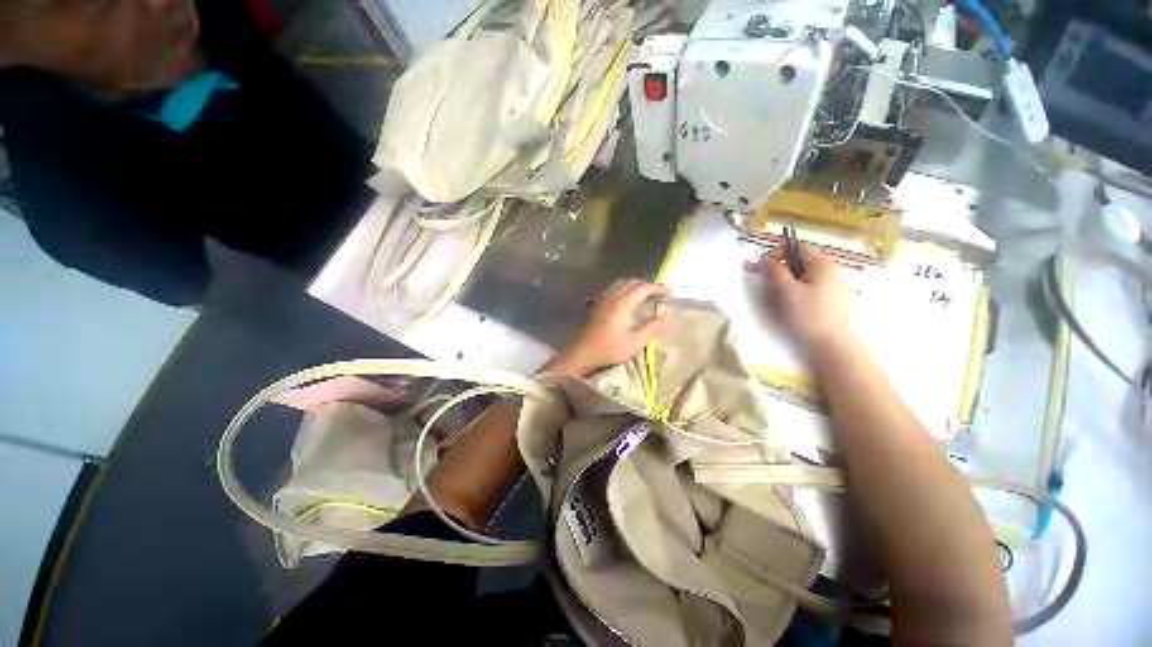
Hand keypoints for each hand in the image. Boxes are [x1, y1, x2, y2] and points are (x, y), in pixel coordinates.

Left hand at [546, 279, 671, 376]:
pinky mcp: (597, 303)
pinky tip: (628, 302)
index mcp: (623, 303)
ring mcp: (603, 297)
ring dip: (636, 287)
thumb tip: (667, 317)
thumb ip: (652, 328)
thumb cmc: (609, 349)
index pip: (644, 287)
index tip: (670, 295)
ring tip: (646, 299)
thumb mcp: (635, 342)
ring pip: (622, 283)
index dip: (659, 288)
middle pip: (633, 281)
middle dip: (648, 286)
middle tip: (659, 297)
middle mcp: (612, 295)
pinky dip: (625, 290)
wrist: (582, 353)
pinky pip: (614, 288)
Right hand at [757, 245, 852, 353]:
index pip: (799, 247)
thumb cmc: (807, 314)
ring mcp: (838, 286)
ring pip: (808, 276)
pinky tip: (796, 306)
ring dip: (791, 281)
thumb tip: (768, 258)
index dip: (780, 252)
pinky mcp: (837, 301)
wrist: (832, 344)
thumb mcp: (786, 290)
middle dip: (785, 269)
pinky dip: (801, 291)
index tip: (765, 264)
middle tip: (771, 284)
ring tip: (781, 297)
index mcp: (823, 264)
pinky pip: (815, 288)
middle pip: (804, 262)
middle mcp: (834, 271)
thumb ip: (775, 271)